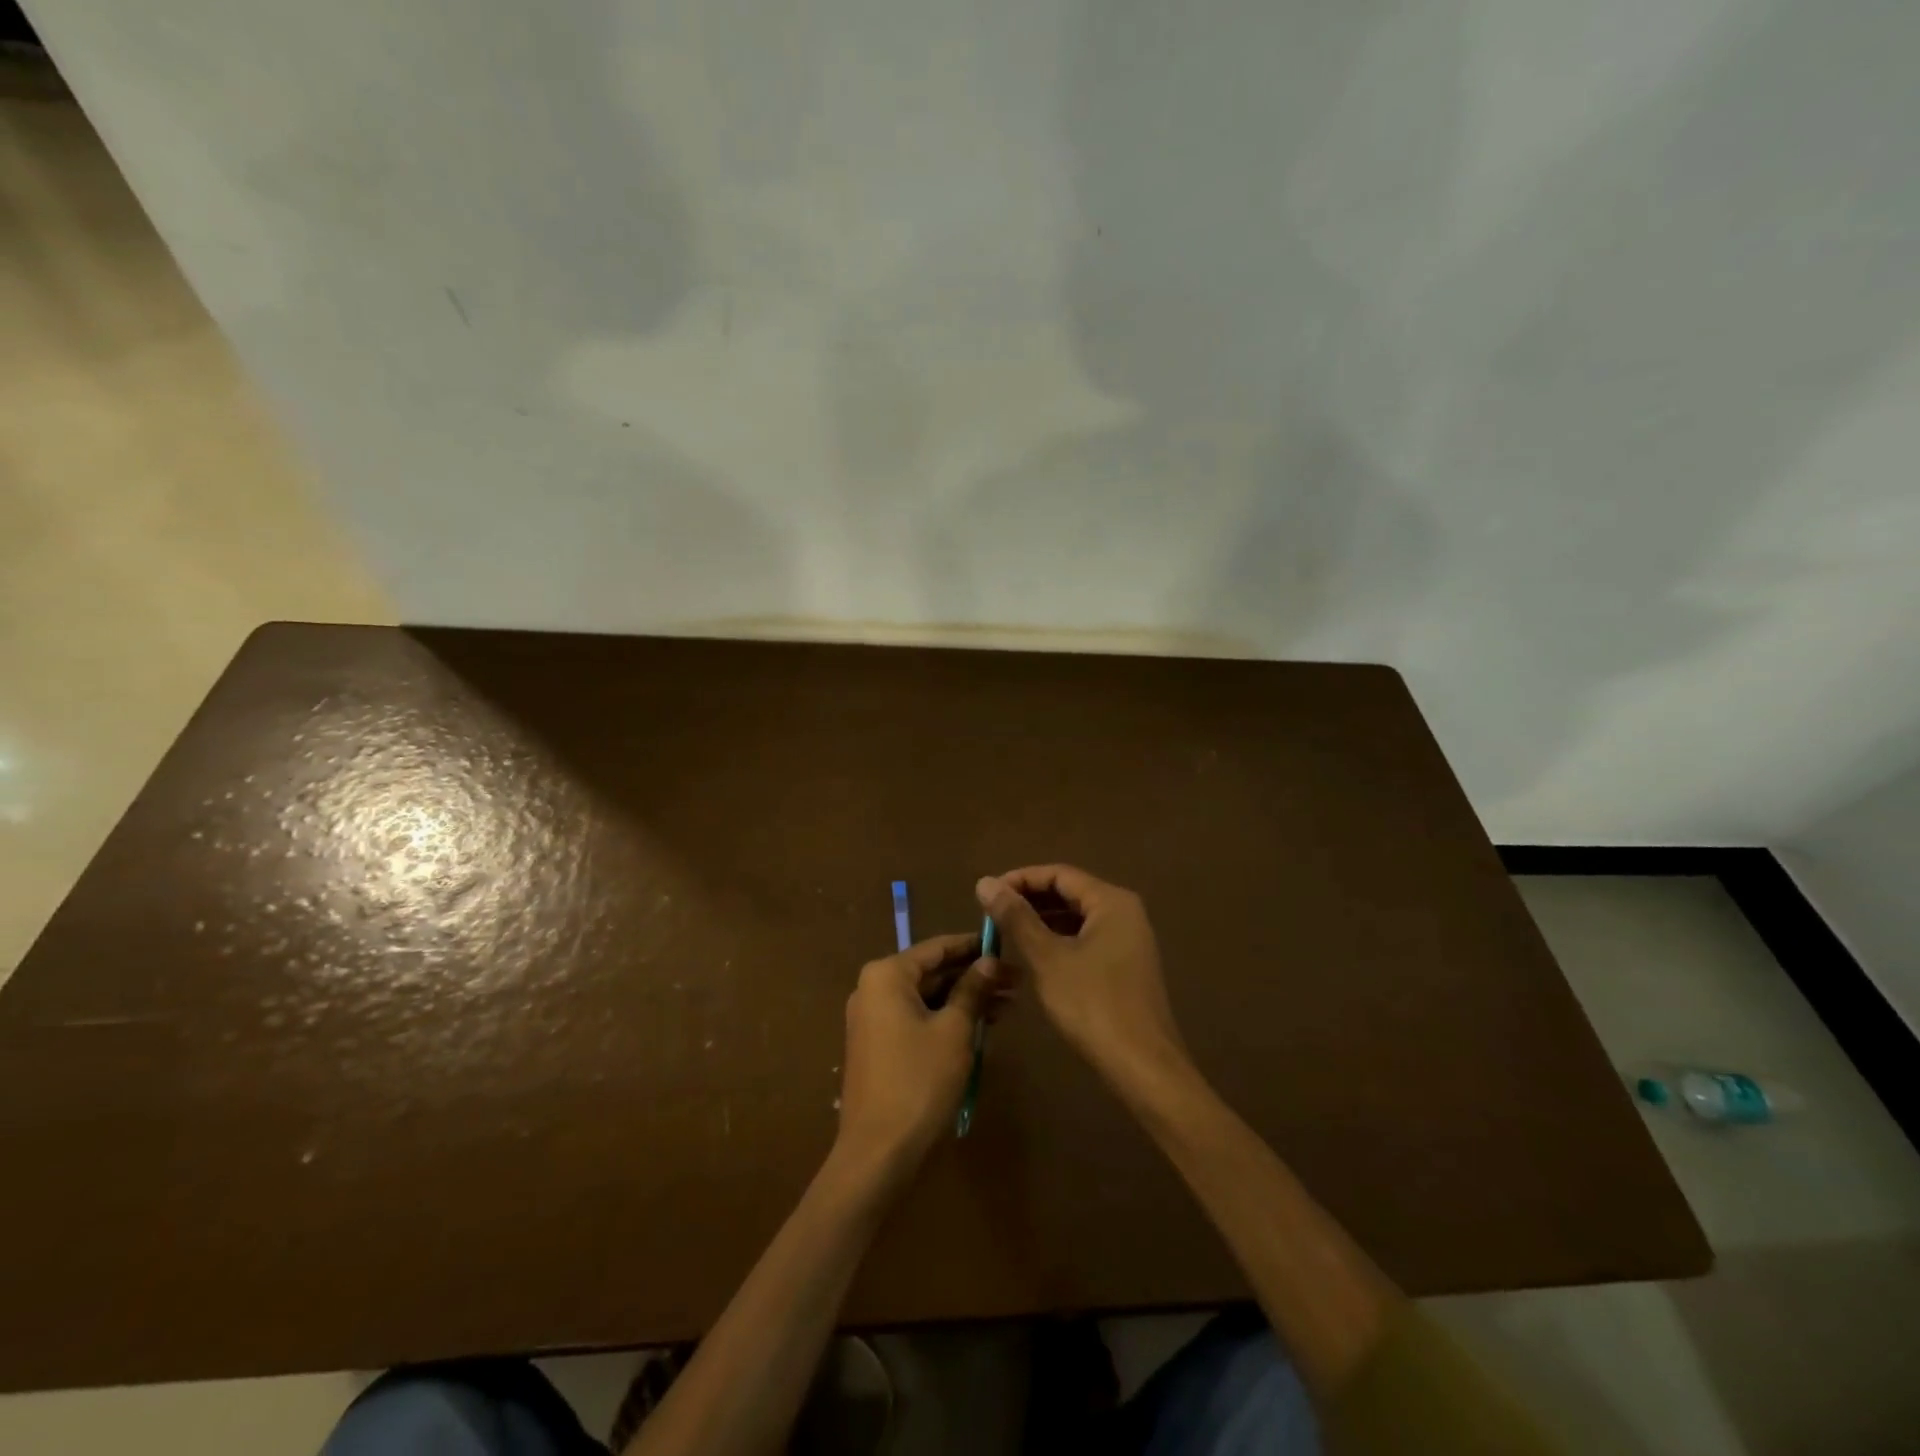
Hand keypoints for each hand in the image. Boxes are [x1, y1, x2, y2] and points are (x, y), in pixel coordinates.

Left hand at [835, 934, 1008, 1173]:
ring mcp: (873, 1018)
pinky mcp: (879, 1045)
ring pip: (928, 997)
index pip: (938, 948)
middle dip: (974, 977)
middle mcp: (873, 988)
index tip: (1008, 946)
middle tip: (1017, 982)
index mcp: (887, 975)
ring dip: (965, 1000)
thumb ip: (972, 990)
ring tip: (1009, 1005)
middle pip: (933, 972)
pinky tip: (982, 1026)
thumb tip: (989, 960)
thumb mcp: (954, 1030)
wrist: (877, 1153)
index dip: (974, 946)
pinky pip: (917, 1018)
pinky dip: (947, 1019)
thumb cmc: (918, 1081)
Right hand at [975, 865, 1186, 1093]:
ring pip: (1077, 918)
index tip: (987, 894)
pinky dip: (1058, 941)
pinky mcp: (1126, 965)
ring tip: (1006, 933)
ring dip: (1042, 921)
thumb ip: (1016, 917)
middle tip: (991, 914)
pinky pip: (1086, 939)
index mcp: (1111, 901)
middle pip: (1070, 892)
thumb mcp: (1047, 958)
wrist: (1142, 1066)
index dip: (1020, 879)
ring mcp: (1129, 940)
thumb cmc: (1093, 1005)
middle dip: (1030, 900)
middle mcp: (1124, 912)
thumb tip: (985, 881)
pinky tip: (1033, 957)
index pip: (1059, 874)